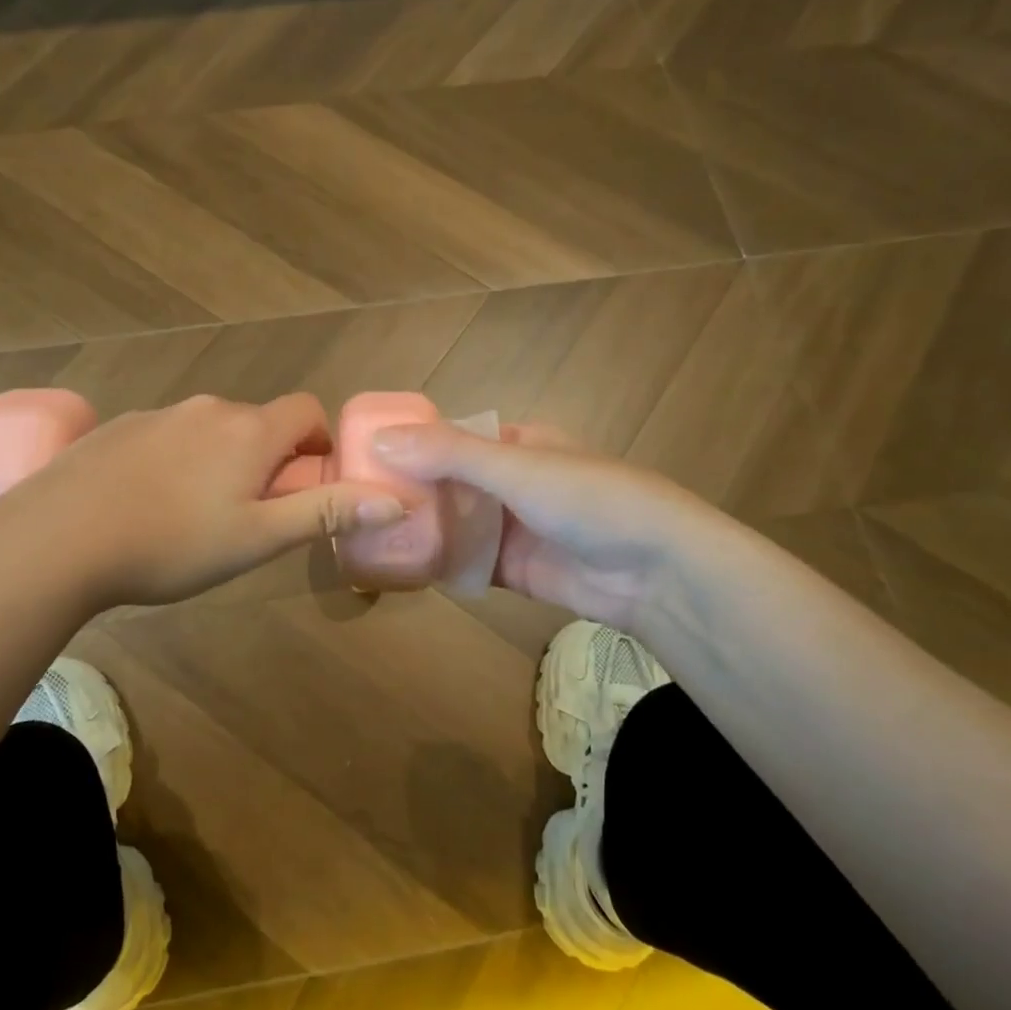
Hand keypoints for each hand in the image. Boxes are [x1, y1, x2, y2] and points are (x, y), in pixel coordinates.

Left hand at [0, 393, 405, 608]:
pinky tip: (146, 507)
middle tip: (250, 517)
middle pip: (258, 423)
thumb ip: (325, 514)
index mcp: (248, 430)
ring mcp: (156, 414)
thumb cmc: (171, 544)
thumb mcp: (257, 539)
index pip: (306, 409)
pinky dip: (176, 463)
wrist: (56, 540)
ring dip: (221, 463)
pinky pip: (166, 438)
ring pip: (210, 432)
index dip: (318, 442)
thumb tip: (394, 499)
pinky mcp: (116, 429)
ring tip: (194, 519)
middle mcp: (207, 409)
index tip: (307, 486)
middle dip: (268, 461)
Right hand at [371, 422, 716, 629]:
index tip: (361, 457)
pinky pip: (467, 562)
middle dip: (409, 492)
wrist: (656, 572)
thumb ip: (448, 453)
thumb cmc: (588, 499)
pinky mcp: (515, 570)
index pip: (451, 437)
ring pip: (455, 525)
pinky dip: (439, 564)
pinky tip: (400, 568)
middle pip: (448, 483)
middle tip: (354, 503)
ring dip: (420, 529)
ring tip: (365, 536)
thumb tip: (378, 439)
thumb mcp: (515, 467)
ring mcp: (514, 528)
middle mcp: (512, 482)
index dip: (410, 444)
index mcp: (517, 444)